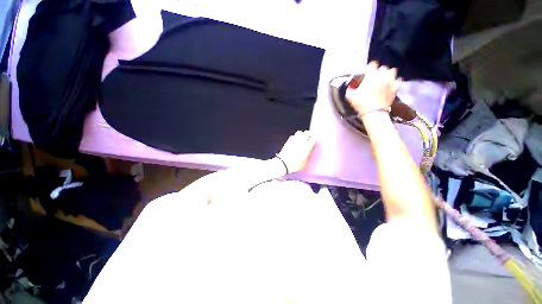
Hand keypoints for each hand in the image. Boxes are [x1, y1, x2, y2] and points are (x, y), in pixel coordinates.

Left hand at [276, 130, 316, 173]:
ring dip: (302, 133)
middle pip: (306, 133)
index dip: (314, 138)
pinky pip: (293, 136)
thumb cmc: (294, 165)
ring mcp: (294, 141)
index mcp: (306, 149)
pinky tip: (295, 139)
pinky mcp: (288, 141)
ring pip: (299, 132)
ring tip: (302, 136)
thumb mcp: (304, 163)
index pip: (312, 140)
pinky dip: (295, 136)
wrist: (283, 163)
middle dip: (309, 133)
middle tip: (310, 135)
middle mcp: (300, 143)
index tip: (314, 138)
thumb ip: (307, 156)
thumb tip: (309, 152)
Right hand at [345, 61, 398, 116]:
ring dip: (388, 74)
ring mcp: (390, 81)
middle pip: (382, 67)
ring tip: (384, 79)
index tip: (366, 72)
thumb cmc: (361, 103)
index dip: (369, 68)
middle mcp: (382, 75)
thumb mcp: (350, 96)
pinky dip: (394, 81)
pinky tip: (390, 84)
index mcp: (371, 75)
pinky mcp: (395, 88)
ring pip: (392, 71)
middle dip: (378, 71)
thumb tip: (349, 86)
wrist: (374, 112)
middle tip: (374, 77)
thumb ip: (350, 88)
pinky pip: (397, 81)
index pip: (372, 64)